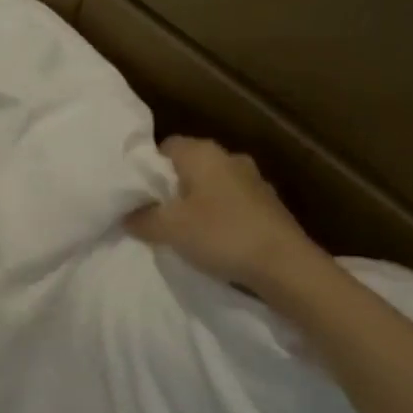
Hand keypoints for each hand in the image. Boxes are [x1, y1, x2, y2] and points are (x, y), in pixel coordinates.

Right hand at [125, 137, 322, 290]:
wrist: (286, 265)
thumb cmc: (221, 235)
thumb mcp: (169, 228)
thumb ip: (142, 218)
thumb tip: (126, 214)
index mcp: (203, 153)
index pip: (165, 147)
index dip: (147, 168)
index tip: (137, 195)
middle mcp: (229, 157)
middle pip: (188, 166)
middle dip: (171, 188)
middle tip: (154, 214)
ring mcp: (253, 180)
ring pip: (211, 185)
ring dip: (196, 203)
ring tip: (181, 230)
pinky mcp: (268, 205)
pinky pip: (231, 203)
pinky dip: (218, 216)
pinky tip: (212, 240)